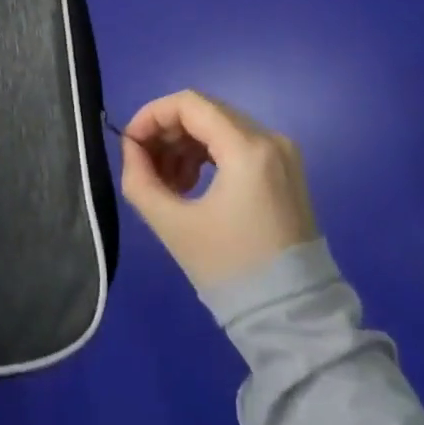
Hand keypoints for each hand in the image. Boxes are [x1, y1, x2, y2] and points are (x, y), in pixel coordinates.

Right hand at [118, 90, 317, 288]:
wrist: (293, 321)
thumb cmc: (230, 269)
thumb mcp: (171, 224)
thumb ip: (139, 178)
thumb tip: (132, 148)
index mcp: (247, 149)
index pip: (188, 104)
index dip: (151, 115)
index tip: (130, 143)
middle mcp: (270, 139)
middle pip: (203, 112)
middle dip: (166, 132)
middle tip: (144, 164)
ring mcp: (282, 154)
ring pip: (218, 126)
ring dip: (184, 144)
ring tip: (166, 182)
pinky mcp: (284, 170)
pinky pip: (236, 143)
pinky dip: (206, 154)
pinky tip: (190, 185)